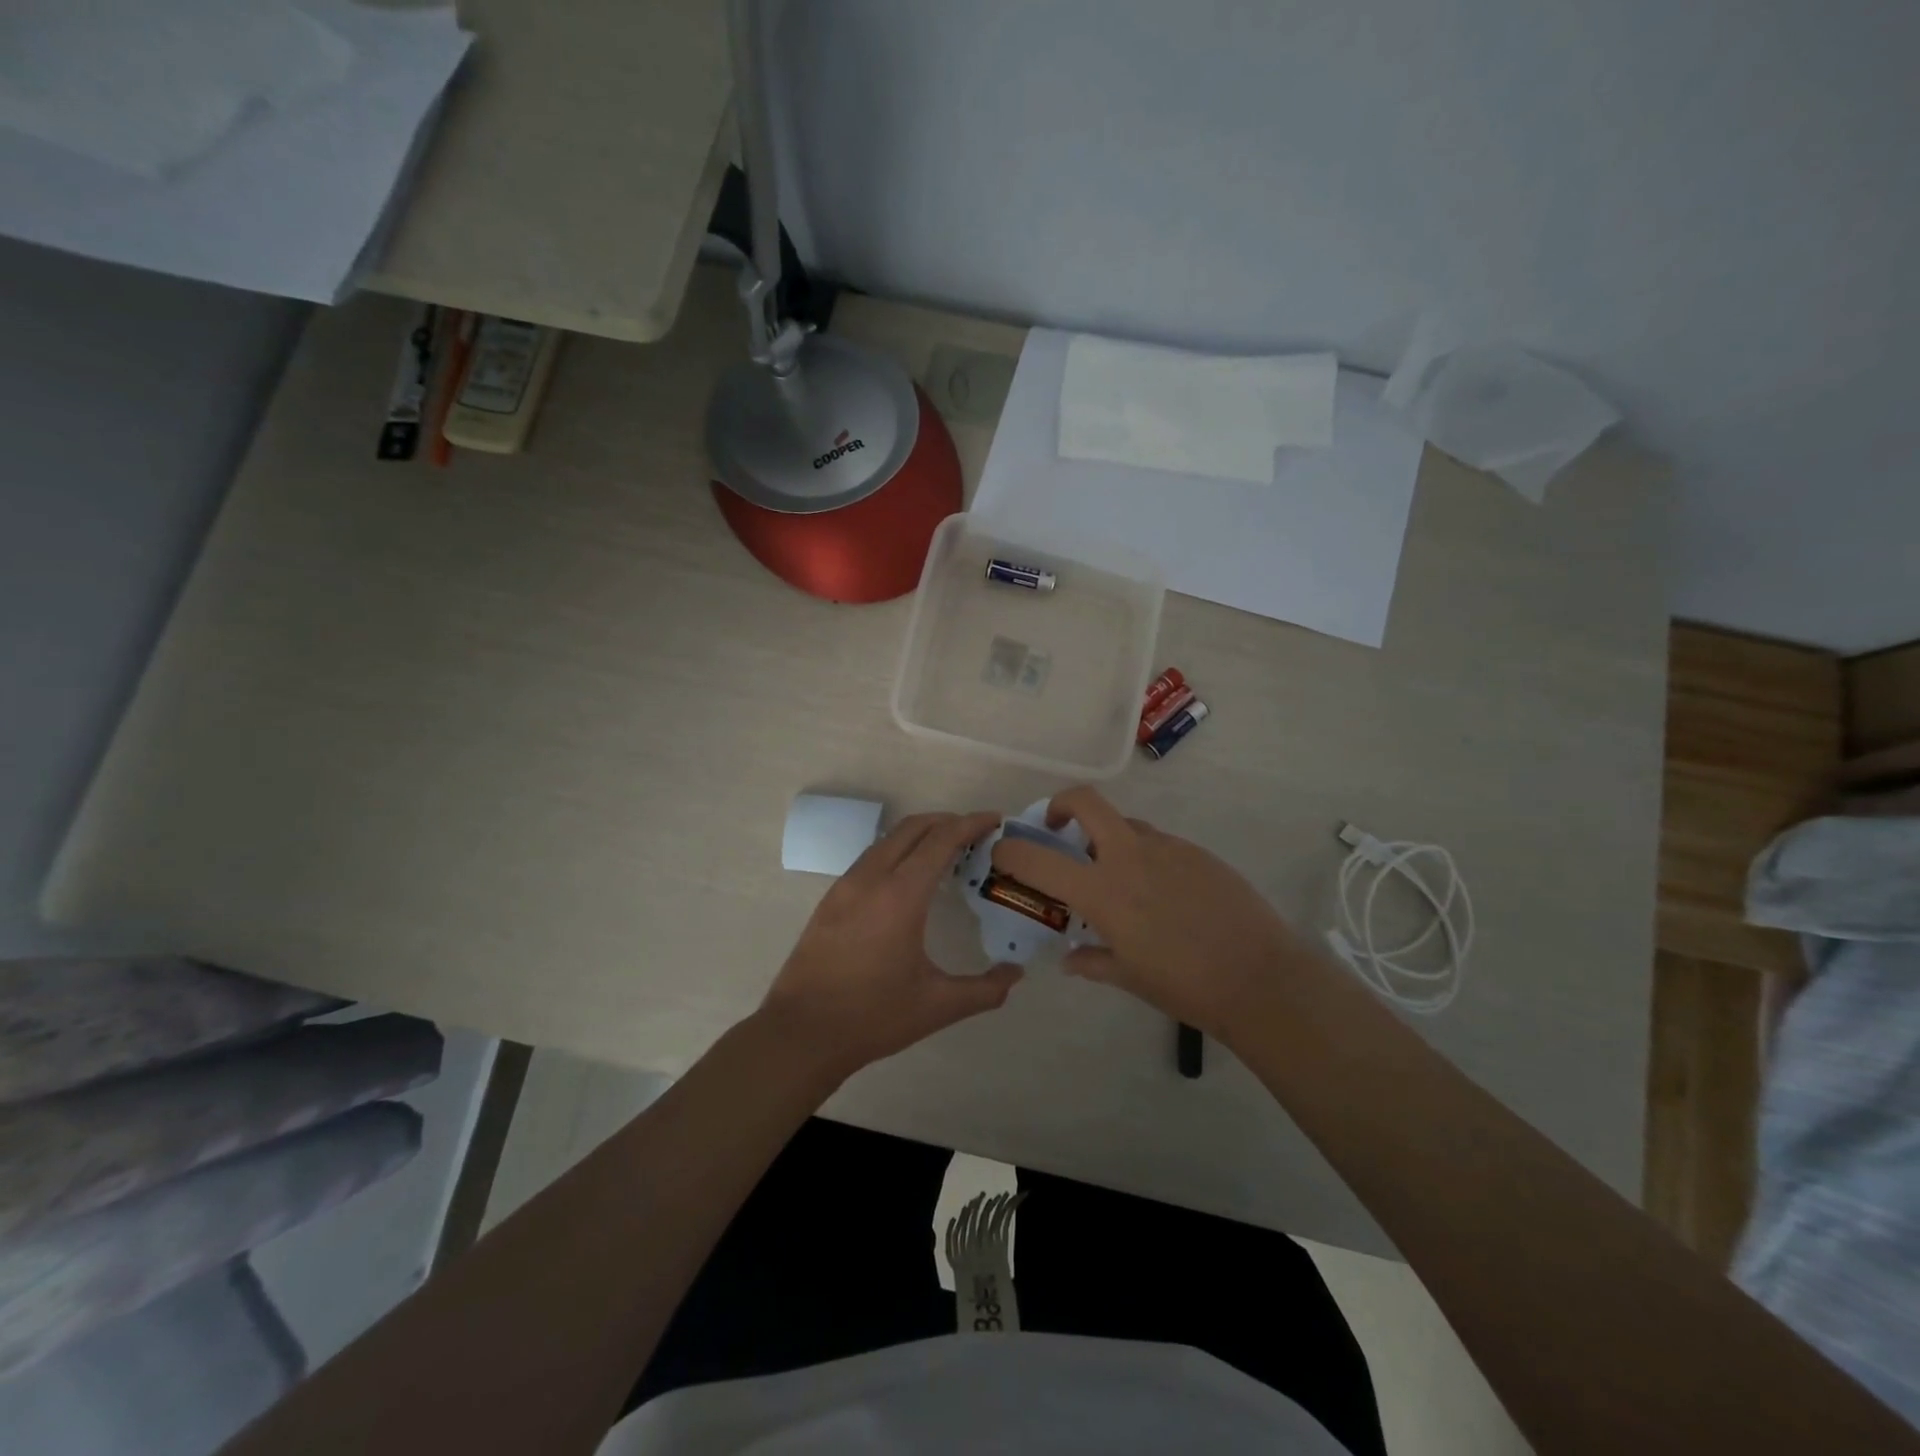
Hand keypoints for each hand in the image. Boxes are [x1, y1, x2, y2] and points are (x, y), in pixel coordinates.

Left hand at [759, 812, 1021, 1082]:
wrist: (801, 1033)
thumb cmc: (873, 1017)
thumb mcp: (937, 1006)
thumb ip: (985, 989)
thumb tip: (1016, 974)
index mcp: (901, 895)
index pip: (941, 840)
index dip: (970, 824)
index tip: (995, 820)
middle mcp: (871, 878)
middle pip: (913, 828)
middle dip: (947, 822)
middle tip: (975, 834)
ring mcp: (846, 886)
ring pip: (888, 840)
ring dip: (920, 835)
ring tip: (946, 852)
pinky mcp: (830, 899)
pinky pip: (870, 858)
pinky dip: (897, 851)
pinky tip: (908, 878)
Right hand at [991, 787, 1307, 1043]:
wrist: (1260, 978)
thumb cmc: (1184, 985)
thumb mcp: (1128, 977)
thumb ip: (1091, 960)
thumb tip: (1070, 957)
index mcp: (1103, 891)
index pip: (1039, 859)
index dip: (1010, 851)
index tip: (1002, 853)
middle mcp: (1130, 856)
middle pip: (1086, 802)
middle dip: (1061, 806)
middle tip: (1058, 830)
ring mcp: (1168, 848)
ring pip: (1126, 825)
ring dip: (1109, 840)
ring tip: (1119, 878)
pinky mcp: (1197, 852)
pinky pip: (1158, 843)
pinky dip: (1145, 856)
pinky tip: (1162, 893)